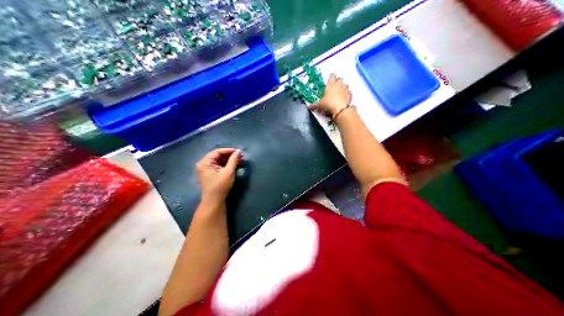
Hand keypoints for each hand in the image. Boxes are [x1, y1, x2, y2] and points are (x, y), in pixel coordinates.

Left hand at [196, 149, 240, 204]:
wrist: (214, 201)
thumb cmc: (220, 186)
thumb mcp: (228, 172)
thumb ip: (233, 160)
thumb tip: (239, 151)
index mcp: (205, 162)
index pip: (217, 151)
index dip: (229, 150)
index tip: (239, 152)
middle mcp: (203, 164)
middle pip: (217, 155)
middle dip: (229, 155)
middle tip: (240, 156)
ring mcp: (205, 169)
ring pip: (217, 160)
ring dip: (227, 160)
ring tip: (238, 160)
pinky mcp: (208, 174)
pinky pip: (216, 165)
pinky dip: (224, 164)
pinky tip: (232, 165)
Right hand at [310, 74, 351, 116]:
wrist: (341, 109)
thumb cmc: (328, 104)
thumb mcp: (319, 105)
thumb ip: (314, 105)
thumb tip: (309, 107)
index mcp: (330, 85)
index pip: (332, 76)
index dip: (331, 76)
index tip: (331, 75)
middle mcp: (338, 85)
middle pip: (340, 79)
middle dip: (338, 80)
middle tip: (336, 83)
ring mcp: (345, 90)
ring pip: (345, 84)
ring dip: (343, 86)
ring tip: (341, 90)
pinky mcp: (350, 95)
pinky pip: (349, 92)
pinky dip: (347, 93)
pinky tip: (345, 97)